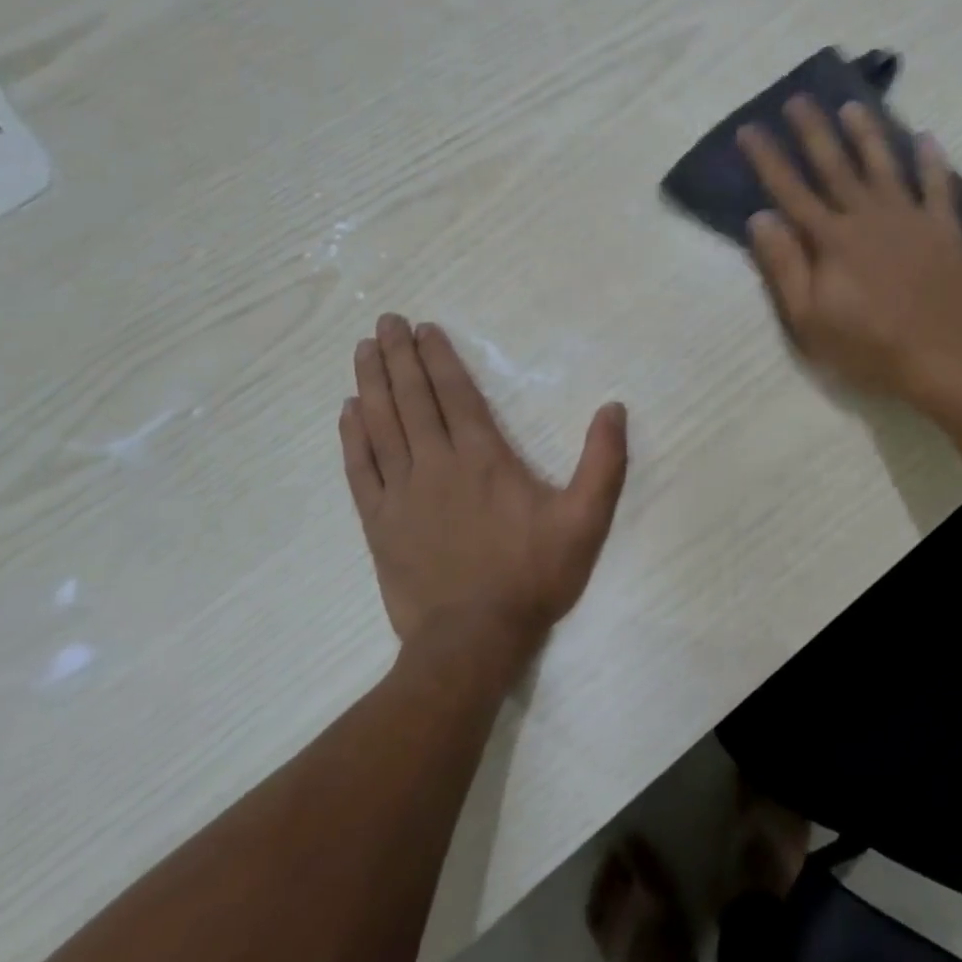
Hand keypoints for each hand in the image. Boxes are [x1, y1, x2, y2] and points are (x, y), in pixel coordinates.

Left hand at [340, 316, 628, 667]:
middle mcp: (436, 463)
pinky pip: (359, 469)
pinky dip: (352, 437)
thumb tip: (614, 407)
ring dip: (371, 383)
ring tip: (363, 350)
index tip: (422, 327)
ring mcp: (401, 493)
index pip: (455, 393)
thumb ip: (603, 462)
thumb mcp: (585, 520)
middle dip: (399, 356)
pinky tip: (347, 411)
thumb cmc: (532, 575)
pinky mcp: (378, 523)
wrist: (473, 639)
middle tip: (385, 321)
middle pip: (412, 399)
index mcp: (483, 457)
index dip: (438, 357)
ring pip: (381, 425)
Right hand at [738, 97, 961, 403]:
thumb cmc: (866, 345)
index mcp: (831, 240)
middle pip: (835, 166)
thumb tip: (760, 218)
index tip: (749, 129)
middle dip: (813, 132)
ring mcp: (909, 219)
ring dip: (867, 134)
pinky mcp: (944, 230)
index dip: (768, 159)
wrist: (938, 359)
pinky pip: (939, 187)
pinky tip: (926, 138)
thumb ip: (784, 266)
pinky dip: (933, 161)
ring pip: (884, 166)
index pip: (791, 191)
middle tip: (798, 99)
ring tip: (853, 107)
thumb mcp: (808, 318)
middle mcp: (868, 217)